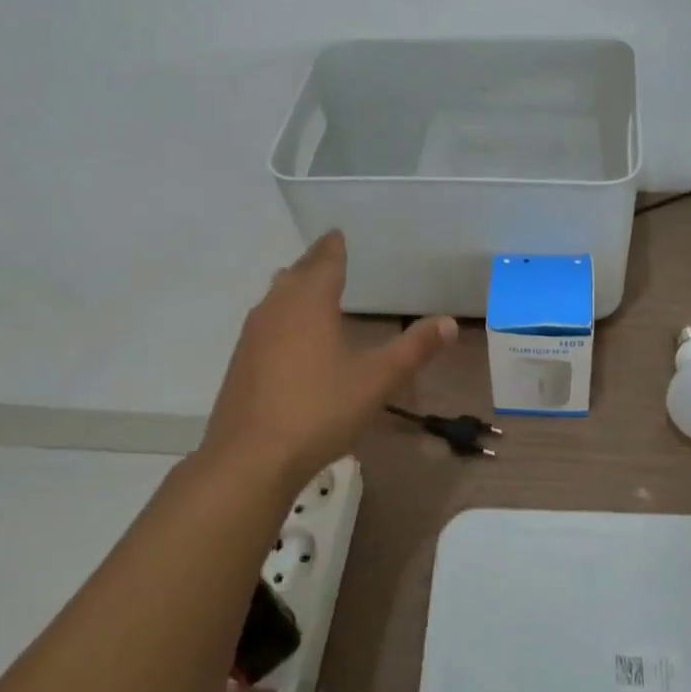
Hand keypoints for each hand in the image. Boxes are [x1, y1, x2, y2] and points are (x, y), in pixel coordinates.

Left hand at [202, 231, 456, 484]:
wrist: (250, 458)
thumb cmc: (320, 409)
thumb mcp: (377, 379)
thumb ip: (413, 349)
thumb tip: (449, 322)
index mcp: (309, 302)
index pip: (324, 261)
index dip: (334, 247)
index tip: (337, 233)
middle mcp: (276, 309)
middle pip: (296, 274)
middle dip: (314, 263)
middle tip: (328, 254)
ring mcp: (252, 336)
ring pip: (275, 297)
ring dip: (293, 287)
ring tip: (307, 286)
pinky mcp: (240, 363)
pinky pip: (265, 323)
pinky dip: (282, 315)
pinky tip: (288, 335)